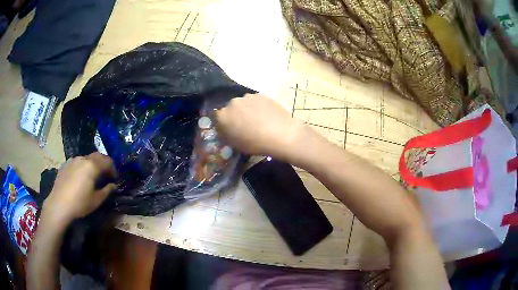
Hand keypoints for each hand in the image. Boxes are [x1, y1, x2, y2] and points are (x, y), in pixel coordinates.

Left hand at [43, 152, 117, 223]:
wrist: (59, 204)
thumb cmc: (80, 203)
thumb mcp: (97, 200)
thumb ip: (107, 190)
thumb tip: (114, 185)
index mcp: (92, 166)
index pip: (108, 161)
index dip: (114, 169)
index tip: (115, 179)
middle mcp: (83, 159)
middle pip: (98, 156)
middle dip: (104, 164)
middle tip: (106, 176)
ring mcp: (73, 160)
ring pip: (87, 158)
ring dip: (93, 164)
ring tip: (93, 176)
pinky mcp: (66, 164)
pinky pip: (78, 162)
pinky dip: (83, 166)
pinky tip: (81, 178)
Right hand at [215, 94, 307, 157]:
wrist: (281, 134)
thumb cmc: (255, 143)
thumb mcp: (234, 144)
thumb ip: (225, 134)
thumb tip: (223, 129)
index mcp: (222, 115)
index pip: (217, 117)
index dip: (222, 123)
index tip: (229, 129)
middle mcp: (232, 102)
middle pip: (230, 108)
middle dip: (234, 115)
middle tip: (244, 125)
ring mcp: (248, 97)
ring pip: (243, 103)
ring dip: (246, 109)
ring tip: (257, 120)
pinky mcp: (261, 94)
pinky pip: (255, 101)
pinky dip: (258, 107)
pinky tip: (266, 115)